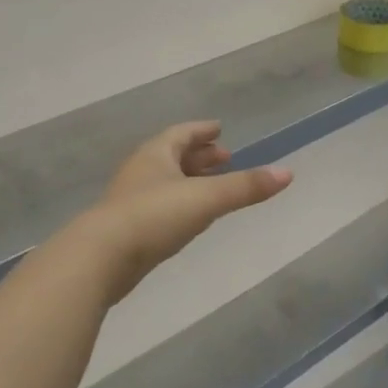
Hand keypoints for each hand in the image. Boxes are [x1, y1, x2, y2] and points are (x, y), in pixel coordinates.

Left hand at [83, 122, 291, 291]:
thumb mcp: (206, 199)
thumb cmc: (154, 217)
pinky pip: (158, 205)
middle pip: (172, 155)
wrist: (100, 258)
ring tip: (212, 186)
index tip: (220, 129)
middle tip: (225, 158)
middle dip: (199, 156)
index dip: (202, 131)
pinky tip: (188, 217)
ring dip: (189, 179)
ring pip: (164, 181)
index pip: (181, 133)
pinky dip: (178, 202)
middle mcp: (141, 171)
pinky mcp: (126, 229)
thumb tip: (288, 173)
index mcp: (156, 154)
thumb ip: (246, 187)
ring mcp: (130, 200)